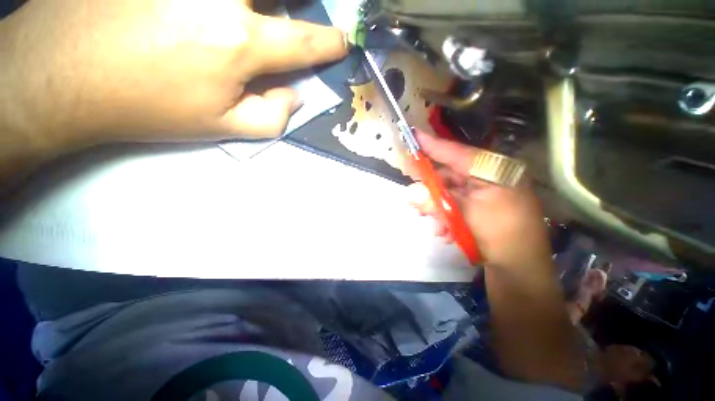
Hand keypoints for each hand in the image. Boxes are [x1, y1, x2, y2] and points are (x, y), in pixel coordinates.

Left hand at [1, 0, 347, 152]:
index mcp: (239, 41)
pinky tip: (211, 14)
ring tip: (248, 23)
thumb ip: (273, 117)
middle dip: (297, 4)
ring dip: (261, 4)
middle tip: (291, 18)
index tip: (342, 42)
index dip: (329, 43)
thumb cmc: (144, 105)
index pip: (304, 40)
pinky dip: (227, 4)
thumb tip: (295, 95)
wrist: (58, 76)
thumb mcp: (220, 126)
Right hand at [406, 131, 552, 269]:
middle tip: (413, 191)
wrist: (521, 270)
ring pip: (451, 191)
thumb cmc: (499, 236)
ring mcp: (488, 192)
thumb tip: (409, 193)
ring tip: (429, 220)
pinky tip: (443, 230)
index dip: (434, 145)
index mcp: (496, 171)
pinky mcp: (483, 206)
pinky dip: (446, 214)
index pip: (458, 153)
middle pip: (451, 174)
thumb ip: (435, 202)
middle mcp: (492, 177)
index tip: (413, 134)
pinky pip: (457, 204)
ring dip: (437, 205)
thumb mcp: (465, 216)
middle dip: (430, 186)